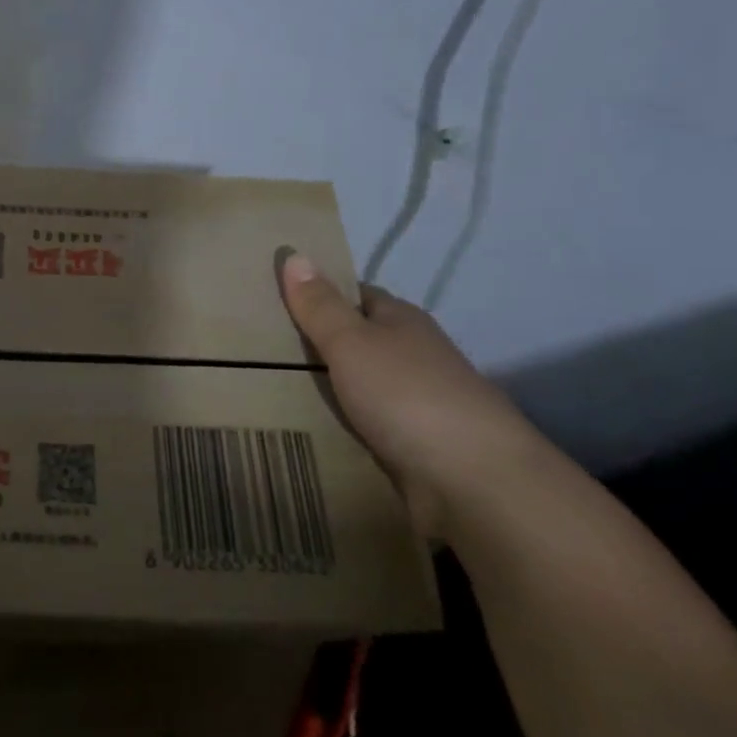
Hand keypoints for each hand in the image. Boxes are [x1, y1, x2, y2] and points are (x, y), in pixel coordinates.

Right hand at [278, 251, 536, 537]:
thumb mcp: (351, 342)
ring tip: (273, 389)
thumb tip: (295, 253)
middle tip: (262, 348)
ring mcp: (419, 402)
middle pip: (359, 341)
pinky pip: (370, 426)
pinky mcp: (417, 445)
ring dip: (330, 388)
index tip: (277, 302)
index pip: (356, 295)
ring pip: (363, 386)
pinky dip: (345, 425)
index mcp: (402, 321)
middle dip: (319, 345)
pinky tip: (312, 429)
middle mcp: (414, 355)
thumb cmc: (406, 395)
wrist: (474, 482)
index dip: (320, 295)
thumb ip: (320, 306)